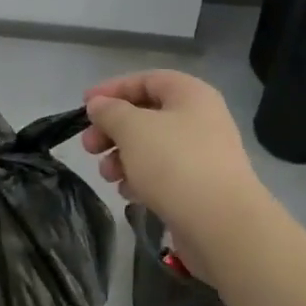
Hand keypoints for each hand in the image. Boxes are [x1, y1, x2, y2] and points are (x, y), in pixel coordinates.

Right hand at [82, 71, 265, 278]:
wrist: (221, 225)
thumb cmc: (174, 163)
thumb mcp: (132, 128)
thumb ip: (110, 111)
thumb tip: (98, 105)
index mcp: (190, 95)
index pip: (146, 80)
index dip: (112, 89)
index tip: (84, 106)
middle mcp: (200, 120)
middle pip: (146, 115)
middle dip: (113, 130)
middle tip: (89, 147)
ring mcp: (202, 155)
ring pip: (151, 147)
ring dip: (122, 157)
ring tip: (107, 175)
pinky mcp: (200, 187)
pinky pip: (163, 174)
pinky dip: (141, 178)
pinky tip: (128, 193)